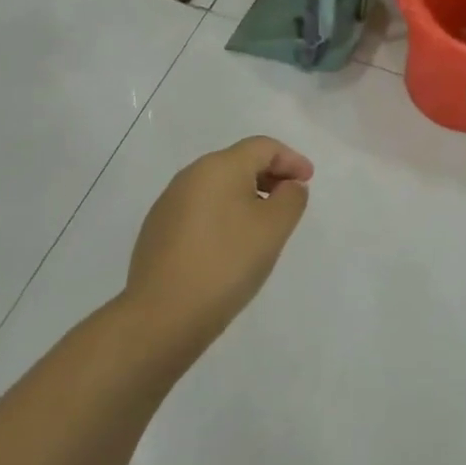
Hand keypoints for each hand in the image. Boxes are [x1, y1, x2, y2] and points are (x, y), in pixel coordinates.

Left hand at [125, 137, 312, 355]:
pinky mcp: (157, 231)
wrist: (161, 317)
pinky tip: (230, 245)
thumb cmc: (226, 263)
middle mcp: (190, 176)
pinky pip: (200, 209)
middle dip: (269, 176)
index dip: (291, 159)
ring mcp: (169, 203)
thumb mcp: (274, 228)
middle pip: (239, 162)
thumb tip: (288, 186)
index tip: (308, 181)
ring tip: (263, 226)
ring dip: (246, 196)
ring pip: (218, 187)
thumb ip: (291, 198)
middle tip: (290, 201)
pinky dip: (223, 215)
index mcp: (219, 166)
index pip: (263, 147)